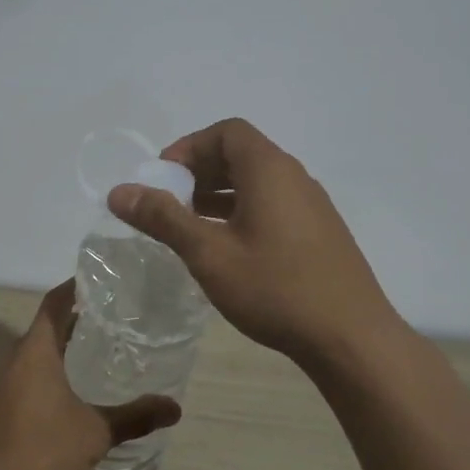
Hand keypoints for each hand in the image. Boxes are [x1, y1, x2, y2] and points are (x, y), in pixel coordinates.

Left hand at [0, 282, 180, 469]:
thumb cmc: (43, 454)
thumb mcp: (95, 434)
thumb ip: (134, 417)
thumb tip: (175, 408)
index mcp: (33, 353)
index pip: (53, 304)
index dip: (73, 289)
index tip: (94, 281)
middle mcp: (7, 361)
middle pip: (41, 331)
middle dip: (70, 326)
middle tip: (105, 326)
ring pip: (27, 359)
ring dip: (54, 356)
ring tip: (88, 361)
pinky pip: (17, 381)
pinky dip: (40, 379)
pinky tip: (61, 400)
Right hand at [108, 118, 399, 366]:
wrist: (351, 337)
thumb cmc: (275, 289)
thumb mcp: (209, 254)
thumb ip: (163, 218)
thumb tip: (119, 191)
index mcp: (269, 170)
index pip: (227, 131)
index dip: (190, 146)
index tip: (163, 177)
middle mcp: (294, 177)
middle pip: (242, 153)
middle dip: (200, 171)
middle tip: (170, 202)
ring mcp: (312, 205)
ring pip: (258, 182)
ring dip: (220, 193)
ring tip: (190, 225)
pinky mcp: (320, 232)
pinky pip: (274, 204)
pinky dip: (243, 211)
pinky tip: (227, 248)